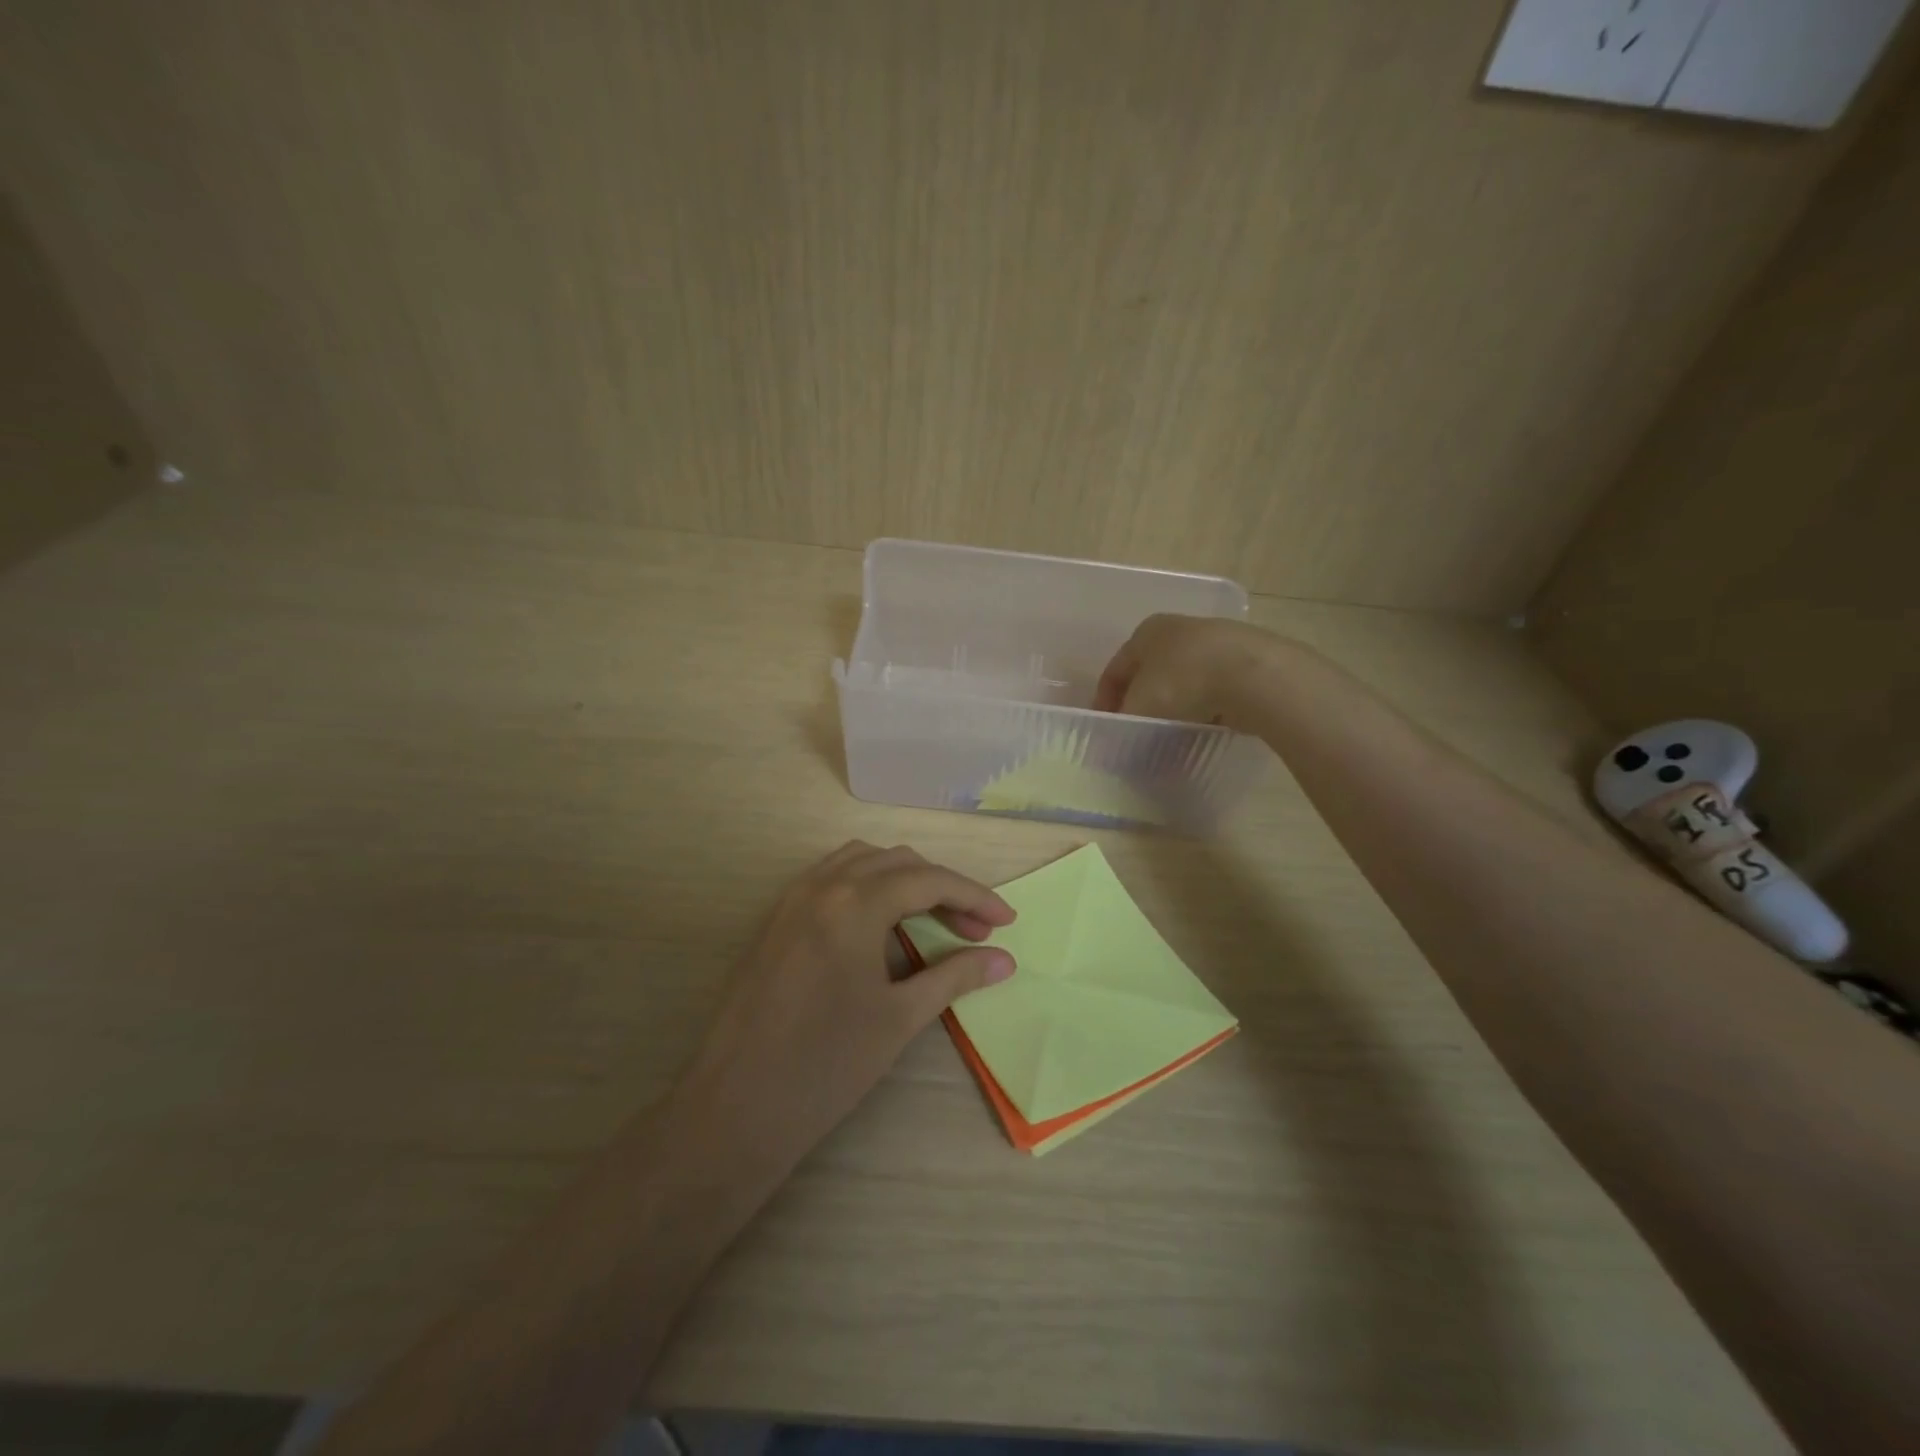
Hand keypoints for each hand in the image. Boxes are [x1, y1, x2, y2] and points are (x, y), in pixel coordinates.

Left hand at [677, 841, 1016, 1164]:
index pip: (929, 880)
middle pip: (898, 863)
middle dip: (942, 888)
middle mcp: (822, 885)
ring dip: (904, 880)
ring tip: (930, 919)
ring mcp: (794, 898)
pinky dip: (867, 886)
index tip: (1007, 922)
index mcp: (855, 902)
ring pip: (862, 862)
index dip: (975, 897)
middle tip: (973, 931)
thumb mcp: (900, 1017)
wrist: (737, 1105)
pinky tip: (881, 924)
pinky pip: (831, 878)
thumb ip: (955, 976)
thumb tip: (1004, 959)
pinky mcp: (777, 918)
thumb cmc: (827, 1064)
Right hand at [1094, 613, 1287, 727]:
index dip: (1104, 701)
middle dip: (1141, 703)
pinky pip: (1213, 689)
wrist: (1254, 675)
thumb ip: (1123, 722)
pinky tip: (1204, 727)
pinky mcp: (1245, 661)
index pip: (1115, 669)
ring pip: (1183, 680)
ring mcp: (1215, 642)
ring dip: (1174, 706)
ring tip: (1171, 734)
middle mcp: (1179, 629)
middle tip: (1136, 732)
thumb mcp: (1140, 707)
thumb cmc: (1183, 682)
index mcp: (1146, 631)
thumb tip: (1113, 738)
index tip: (1105, 729)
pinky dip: (1204, 708)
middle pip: (1149, 673)